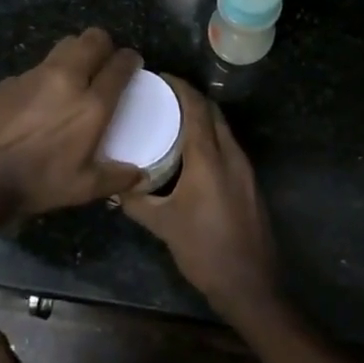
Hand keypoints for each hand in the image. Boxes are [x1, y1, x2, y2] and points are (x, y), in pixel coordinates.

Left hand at [0, 27, 145, 215]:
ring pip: (63, 46)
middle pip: (92, 39)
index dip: (130, 60)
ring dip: (74, 55)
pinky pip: (36, 68)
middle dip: (103, 45)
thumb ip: (114, 178)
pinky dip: (45, 77)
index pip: (119, 65)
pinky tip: (37, 100)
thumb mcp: (81, 188)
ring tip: (72, 77)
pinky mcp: (9, 80)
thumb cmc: (35, 183)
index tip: (132, 64)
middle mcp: (66, 79)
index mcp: (91, 104)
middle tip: (103, 62)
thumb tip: (139, 176)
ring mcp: (34, 75)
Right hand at [122, 77, 278, 318]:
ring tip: (173, 120)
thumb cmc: (204, 250)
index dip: (180, 88)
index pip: (197, 108)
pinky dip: (211, 138)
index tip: (160, 78)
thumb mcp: (162, 225)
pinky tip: (192, 152)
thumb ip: (136, 201)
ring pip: (224, 130)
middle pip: (214, 113)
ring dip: (202, 118)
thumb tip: (113, 186)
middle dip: (191, 98)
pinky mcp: (250, 184)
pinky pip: (229, 147)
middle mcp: (231, 156)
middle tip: (163, 97)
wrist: (250, 284)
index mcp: (209, 158)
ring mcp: (245, 170)